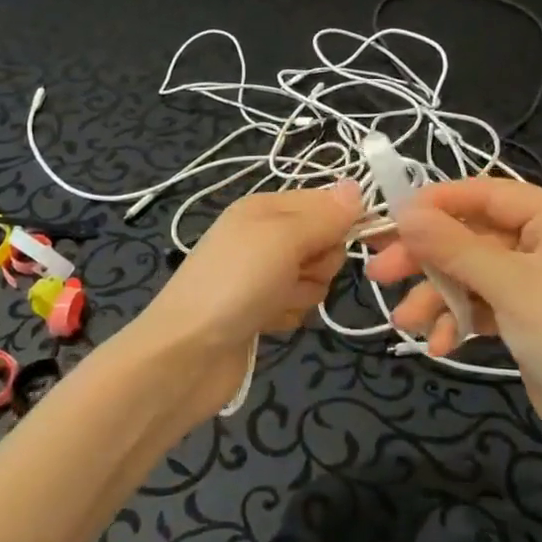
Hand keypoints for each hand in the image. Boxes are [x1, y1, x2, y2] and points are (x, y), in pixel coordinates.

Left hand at [137, 181, 361, 415]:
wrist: (185, 355)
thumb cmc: (234, 284)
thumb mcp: (282, 238)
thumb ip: (324, 216)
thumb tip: (356, 186)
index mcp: (264, 207)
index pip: (323, 202)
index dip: (337, 222)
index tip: (336, 242)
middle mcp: (263, 236)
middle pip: (323, 242)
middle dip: (319, 263)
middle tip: (294, 273)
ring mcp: (260, 275)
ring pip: (314, 278)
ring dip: (302, 294)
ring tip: (273, 302)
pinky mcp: (260, 310)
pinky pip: (297, 306)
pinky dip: (287, 316)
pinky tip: (266, 324)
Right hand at [366, 178, 541, 460]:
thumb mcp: (511, 287)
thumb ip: (454, 247)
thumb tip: (404, 213)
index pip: (486, 193)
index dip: (436, 203)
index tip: (392, 217)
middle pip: (473, 236)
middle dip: (429, 257)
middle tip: (381, 272)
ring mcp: (539, 283)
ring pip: (473, 274)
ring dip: (439, 296)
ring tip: (405, 322)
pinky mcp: (530, 319)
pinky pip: (485, 306)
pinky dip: (461, 320)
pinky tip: (441, 345)